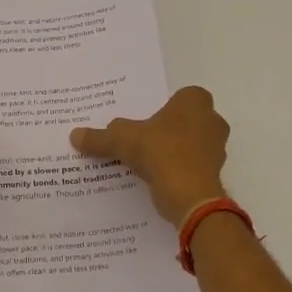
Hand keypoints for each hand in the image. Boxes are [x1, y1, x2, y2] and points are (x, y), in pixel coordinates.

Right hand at [71, 86, 229, 223]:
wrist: (190, 196)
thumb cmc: (161, 152)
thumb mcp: (122, 140)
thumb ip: (100, 137)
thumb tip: (75, 135)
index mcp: (195, 102)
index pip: (181, 96)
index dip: (165, 106)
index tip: (145, 118)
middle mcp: (212, 121)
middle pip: (186, 120)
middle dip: (168, 129)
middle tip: (142, 138)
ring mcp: (217, 149)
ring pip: (191, 144)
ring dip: (174, 151)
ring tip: (146, 161)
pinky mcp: (214, 174)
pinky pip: (192, 166)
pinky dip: (177, 171)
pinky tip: (156, 179)